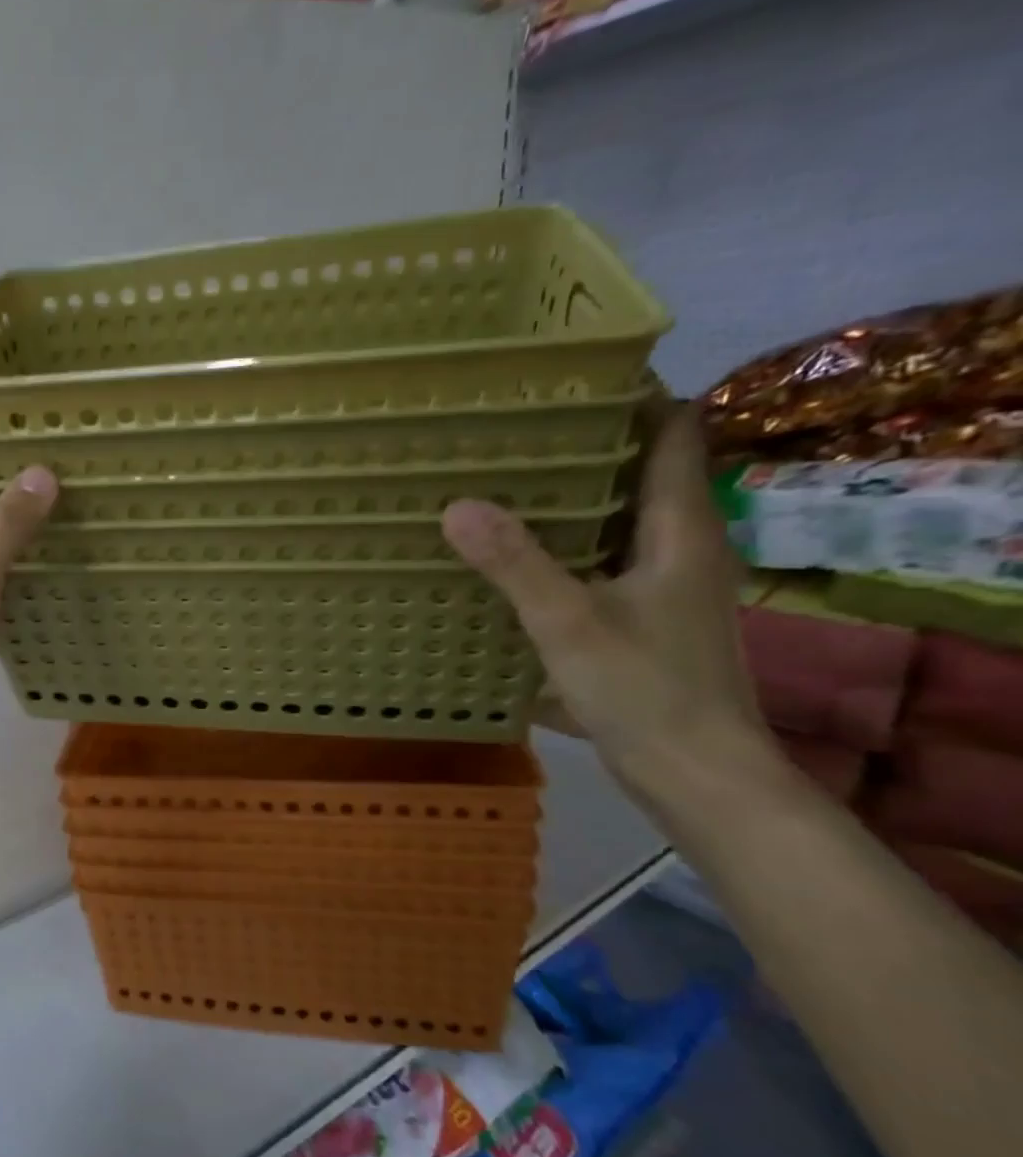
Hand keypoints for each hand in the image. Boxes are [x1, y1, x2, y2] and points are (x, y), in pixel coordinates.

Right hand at [440, 408, 779, 803]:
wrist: (699, 777)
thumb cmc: (646, 691)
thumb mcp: (568, 623)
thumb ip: (514, 563)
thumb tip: (457, 504)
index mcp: (681, 530)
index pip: (675, 433)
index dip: (637, 396)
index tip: (571, 379)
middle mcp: (682, 547)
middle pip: (644, 470)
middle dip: (588, 443)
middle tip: (514, 428)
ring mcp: (666, 585)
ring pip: (621, 518)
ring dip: (574, 498)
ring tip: (504, 482)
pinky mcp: (647, 619)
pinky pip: (604, 559)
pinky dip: (567, 545)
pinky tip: (517, 556)